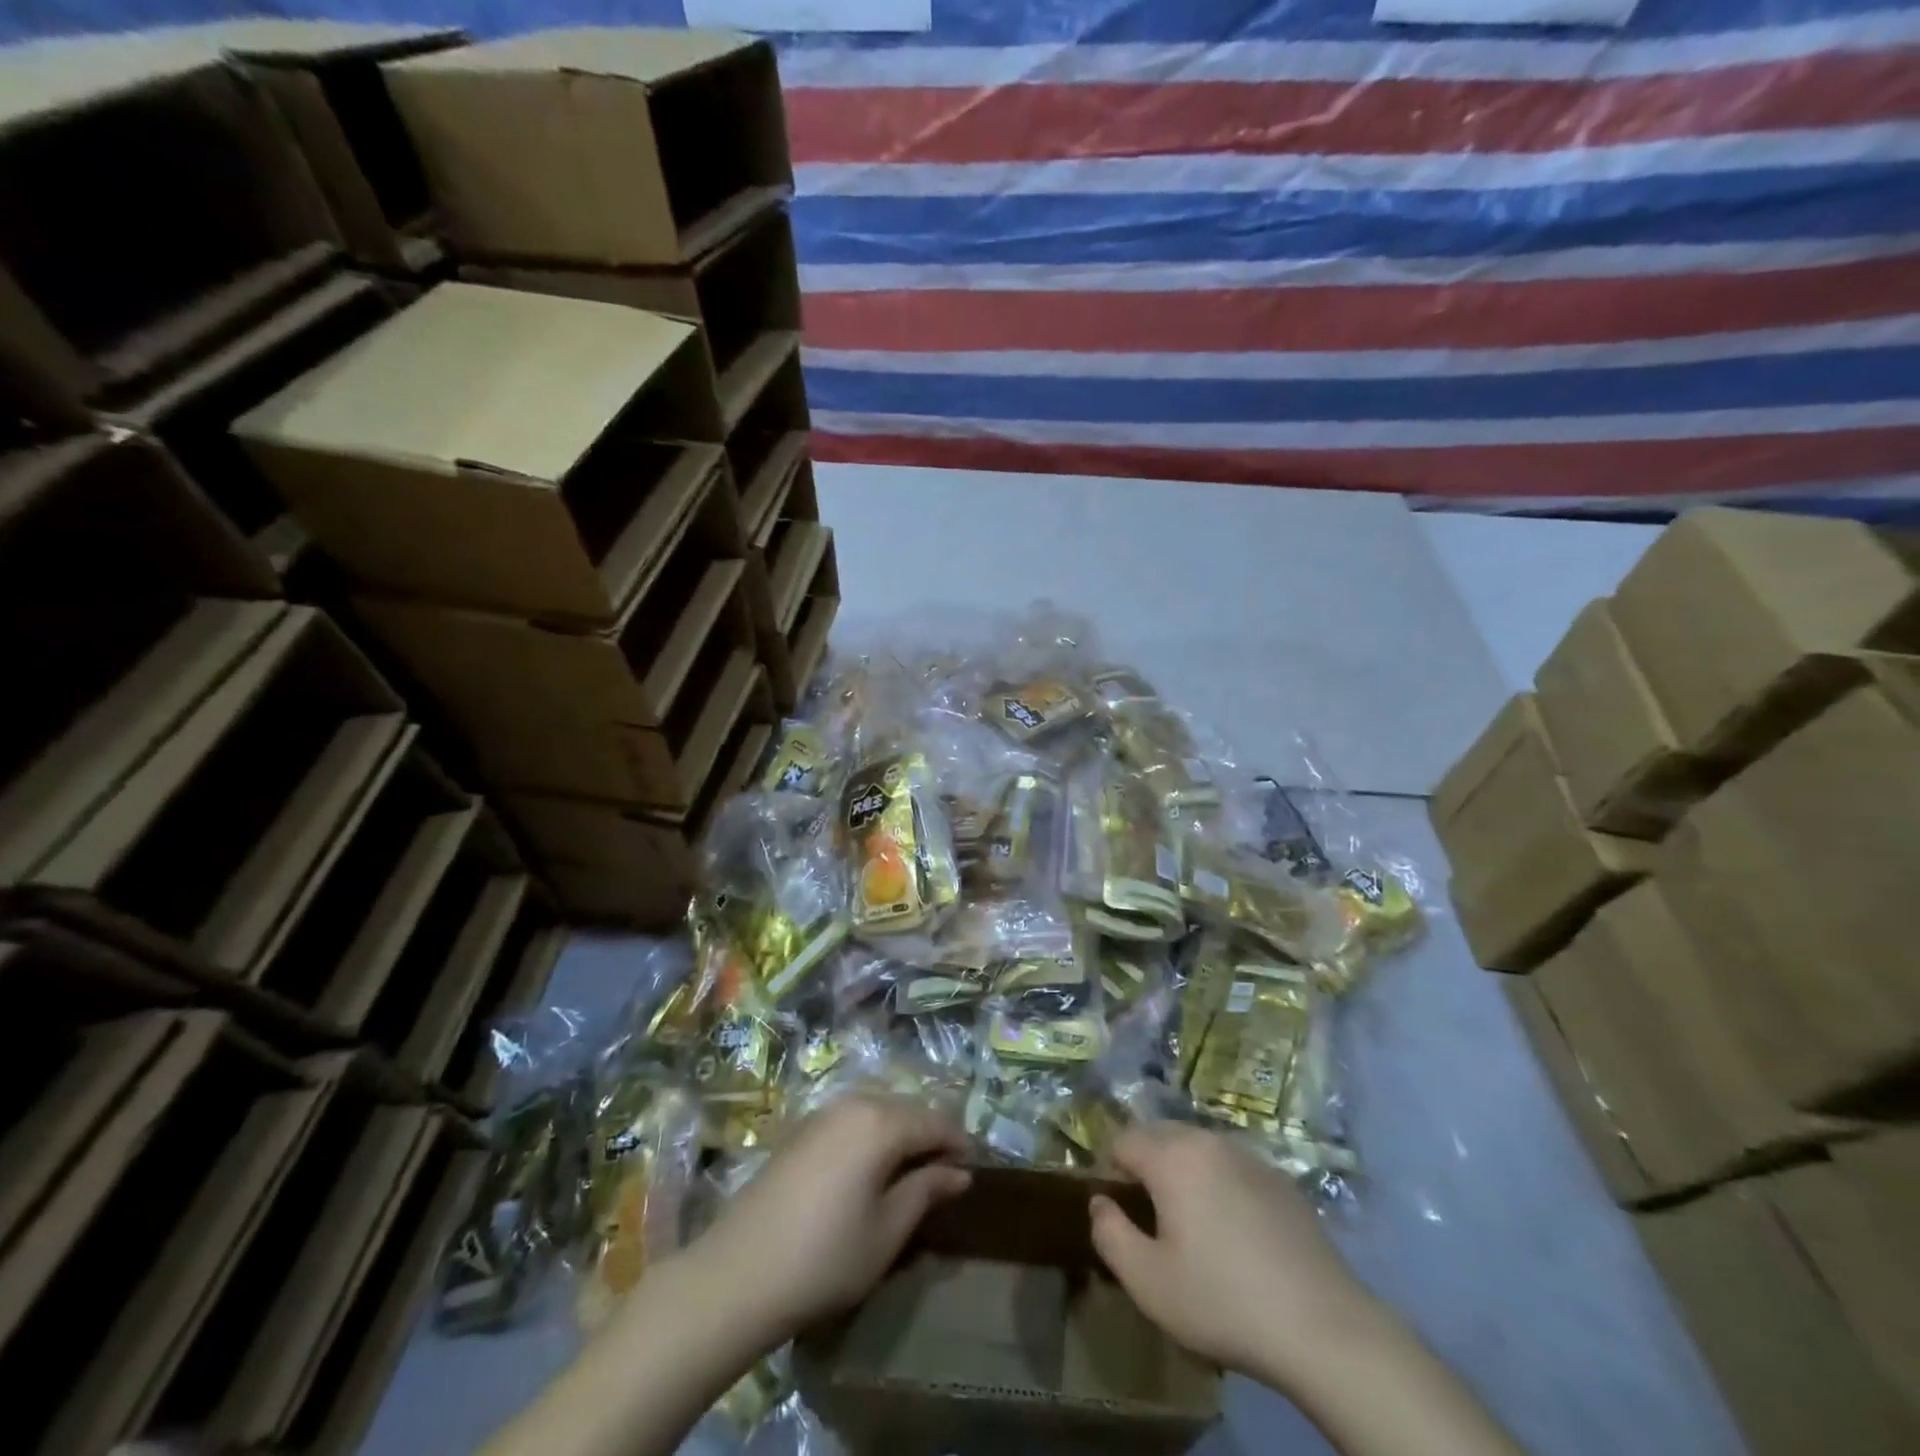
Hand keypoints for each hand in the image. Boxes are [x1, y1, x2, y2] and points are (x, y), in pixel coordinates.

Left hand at [688, 1095, 971, 1342]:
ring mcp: (823, 1113)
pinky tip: (871, 1169)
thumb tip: (960, 1172)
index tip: (973, 1170)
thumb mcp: (887, 1231)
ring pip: (878, 1111)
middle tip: (946, 1173)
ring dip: (900, 1134)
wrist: (736, 1274)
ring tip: (912, 1172)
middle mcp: (853, 1104)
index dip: (958, 1144)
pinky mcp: (801, 1130)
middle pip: (906, 1110)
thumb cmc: (824, 1258)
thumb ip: (926, 1191)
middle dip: (930, 1136)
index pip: (935, 1122)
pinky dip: (872, 1136)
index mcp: (880, 1122)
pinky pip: (852, 1120)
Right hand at [1089, 1122, 1377, 1391]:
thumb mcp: (1148, 1282)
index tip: (1117, 1209)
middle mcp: (1208, 1141)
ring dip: (1182, 1170)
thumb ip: (1109, 1233)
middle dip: (1145, 1163)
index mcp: (1172, 1156)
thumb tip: (1099, 1202)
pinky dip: (1218, 1183)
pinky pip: (1231, 1166)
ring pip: (1197, 1147)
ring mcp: (1249, 1156)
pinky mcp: (1279, 1179)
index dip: (1111, 1169)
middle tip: (1149, 1216)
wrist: (1323, 1326)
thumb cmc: (1223, 1301)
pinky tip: (1233, 1232)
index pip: (1123, 1139)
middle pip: (1160, 1134)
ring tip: (1189, 1222)